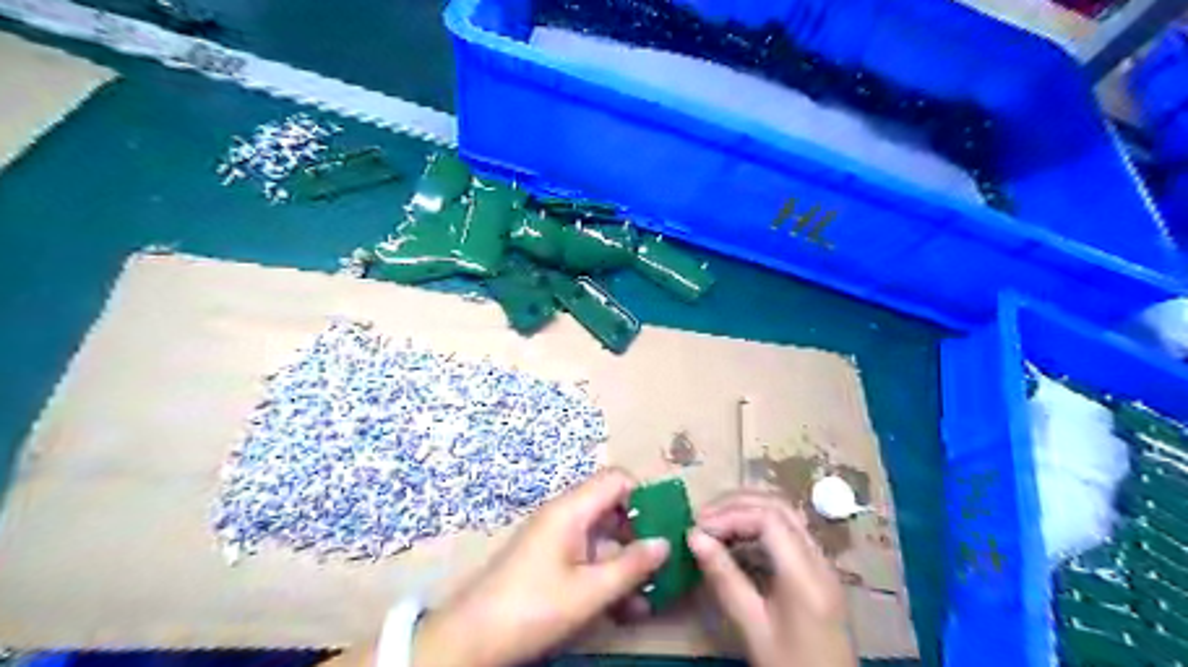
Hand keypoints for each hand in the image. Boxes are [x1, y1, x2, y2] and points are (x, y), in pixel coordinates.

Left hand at [413, 469, 666, 666]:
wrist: (472, 638)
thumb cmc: (533, 607)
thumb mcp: (589, 591)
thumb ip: (631, 566)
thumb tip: (665, 543)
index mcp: (572, 509)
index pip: (617, 479)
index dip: (643, 496)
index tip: (663, 527)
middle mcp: (566, 516)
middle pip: (613, 509)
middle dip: (641, 536)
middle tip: (664, 566)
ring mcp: (558, 539)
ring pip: (604, 539)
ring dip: (627, 564)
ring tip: (650, 598)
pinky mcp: (552, 561)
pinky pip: (589, 558)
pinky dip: (608, 576)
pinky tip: (626, 610)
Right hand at [694, 489, 859, 665]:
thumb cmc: (790, 666)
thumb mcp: (753, 627)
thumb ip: (725, 579)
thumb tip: (693, 537)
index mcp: (805, 574)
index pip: (769, 518)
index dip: (730, 514)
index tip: (698, 528)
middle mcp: (819, 559)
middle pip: (779, 506)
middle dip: (737, 504)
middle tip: (702, 517)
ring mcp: (821, 563)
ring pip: (785, 514)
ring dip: (748, 510)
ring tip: (714, 523)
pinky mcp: (817, 571)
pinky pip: (787, 531)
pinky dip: (758, 525)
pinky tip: (736, 540)